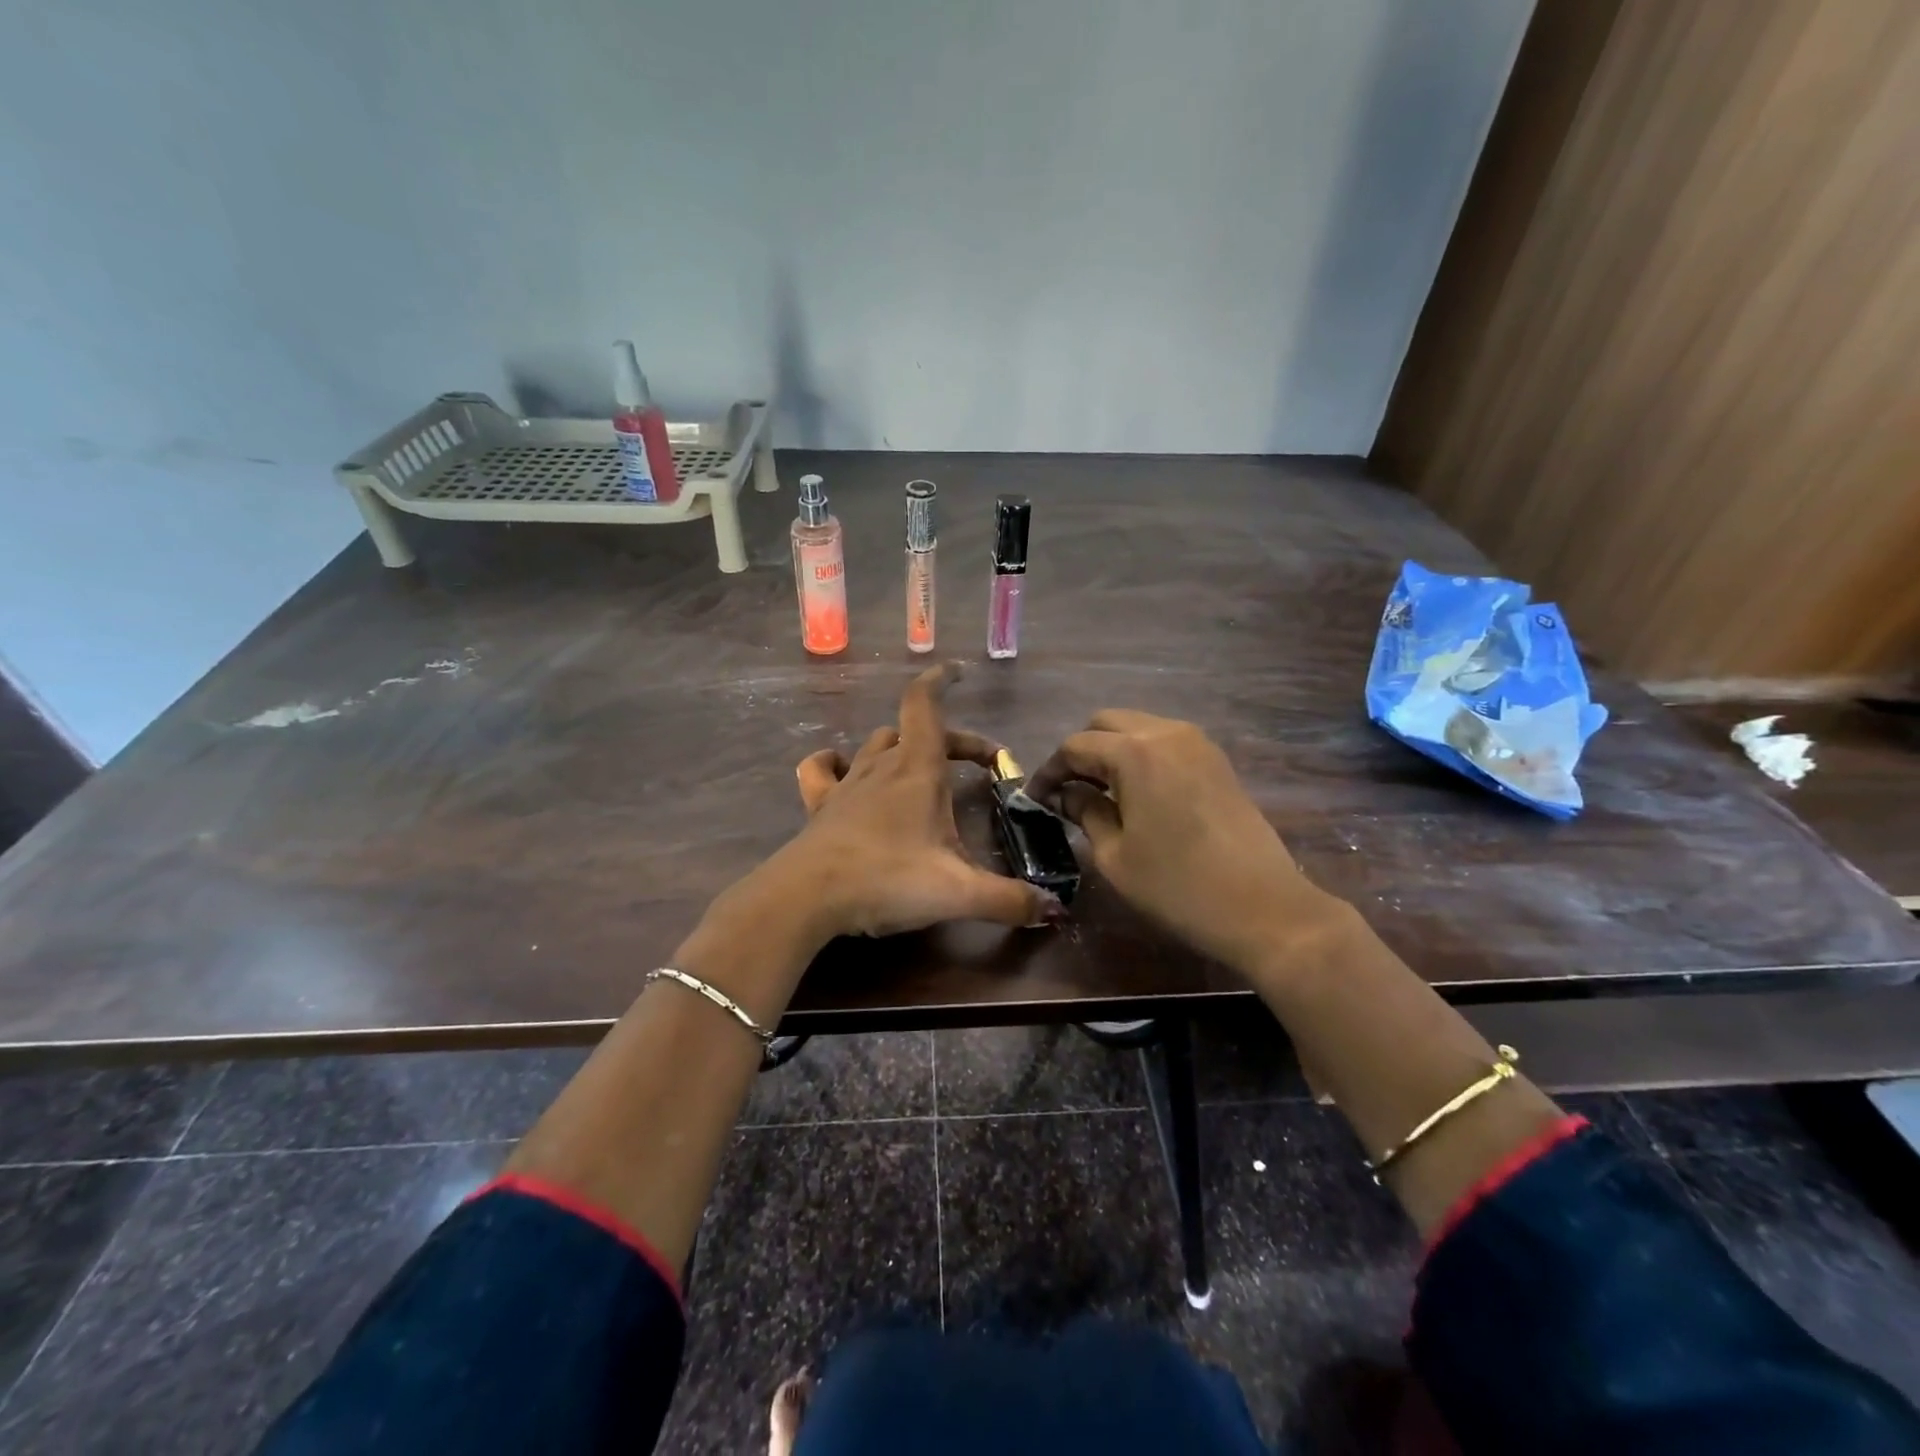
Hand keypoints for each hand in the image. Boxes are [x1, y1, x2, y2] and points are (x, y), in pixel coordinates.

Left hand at [777, 663, 1064, 938]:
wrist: (808, 898)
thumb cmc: (887, 880)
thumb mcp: (958, 893)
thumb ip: (1009, 899)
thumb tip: (1055, 910)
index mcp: (917, 770)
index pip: (925, 705)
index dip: (940, 681)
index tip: (956, 670)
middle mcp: (882, 767)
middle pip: (914, 731)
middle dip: (950, 740)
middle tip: (978, 765)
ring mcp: (846, 784)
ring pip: (874, 746)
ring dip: (900, 748)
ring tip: (920, 767)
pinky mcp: (819, 806)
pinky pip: (822, 770)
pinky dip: (836, 762)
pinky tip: (843, 769)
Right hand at [1027, 709, 1343, 971]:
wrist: (1264, 907)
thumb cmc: (1177, 886)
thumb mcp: (1115, 855)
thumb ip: (1085, 812)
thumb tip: (1066, 793)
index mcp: (1135, 752)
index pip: (1076, 746)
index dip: (1050, 770)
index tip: (1036, 798)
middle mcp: (1166, 732)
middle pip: (1107, 723)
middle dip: (1081, 751)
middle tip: (1068, 790)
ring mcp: (1198, 743)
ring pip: (1139, 728)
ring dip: (1112, 750)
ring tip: (1100, 791)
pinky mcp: (1217, 760)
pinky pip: (1166, 742)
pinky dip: (1142, 755)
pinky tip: (1137, 792)